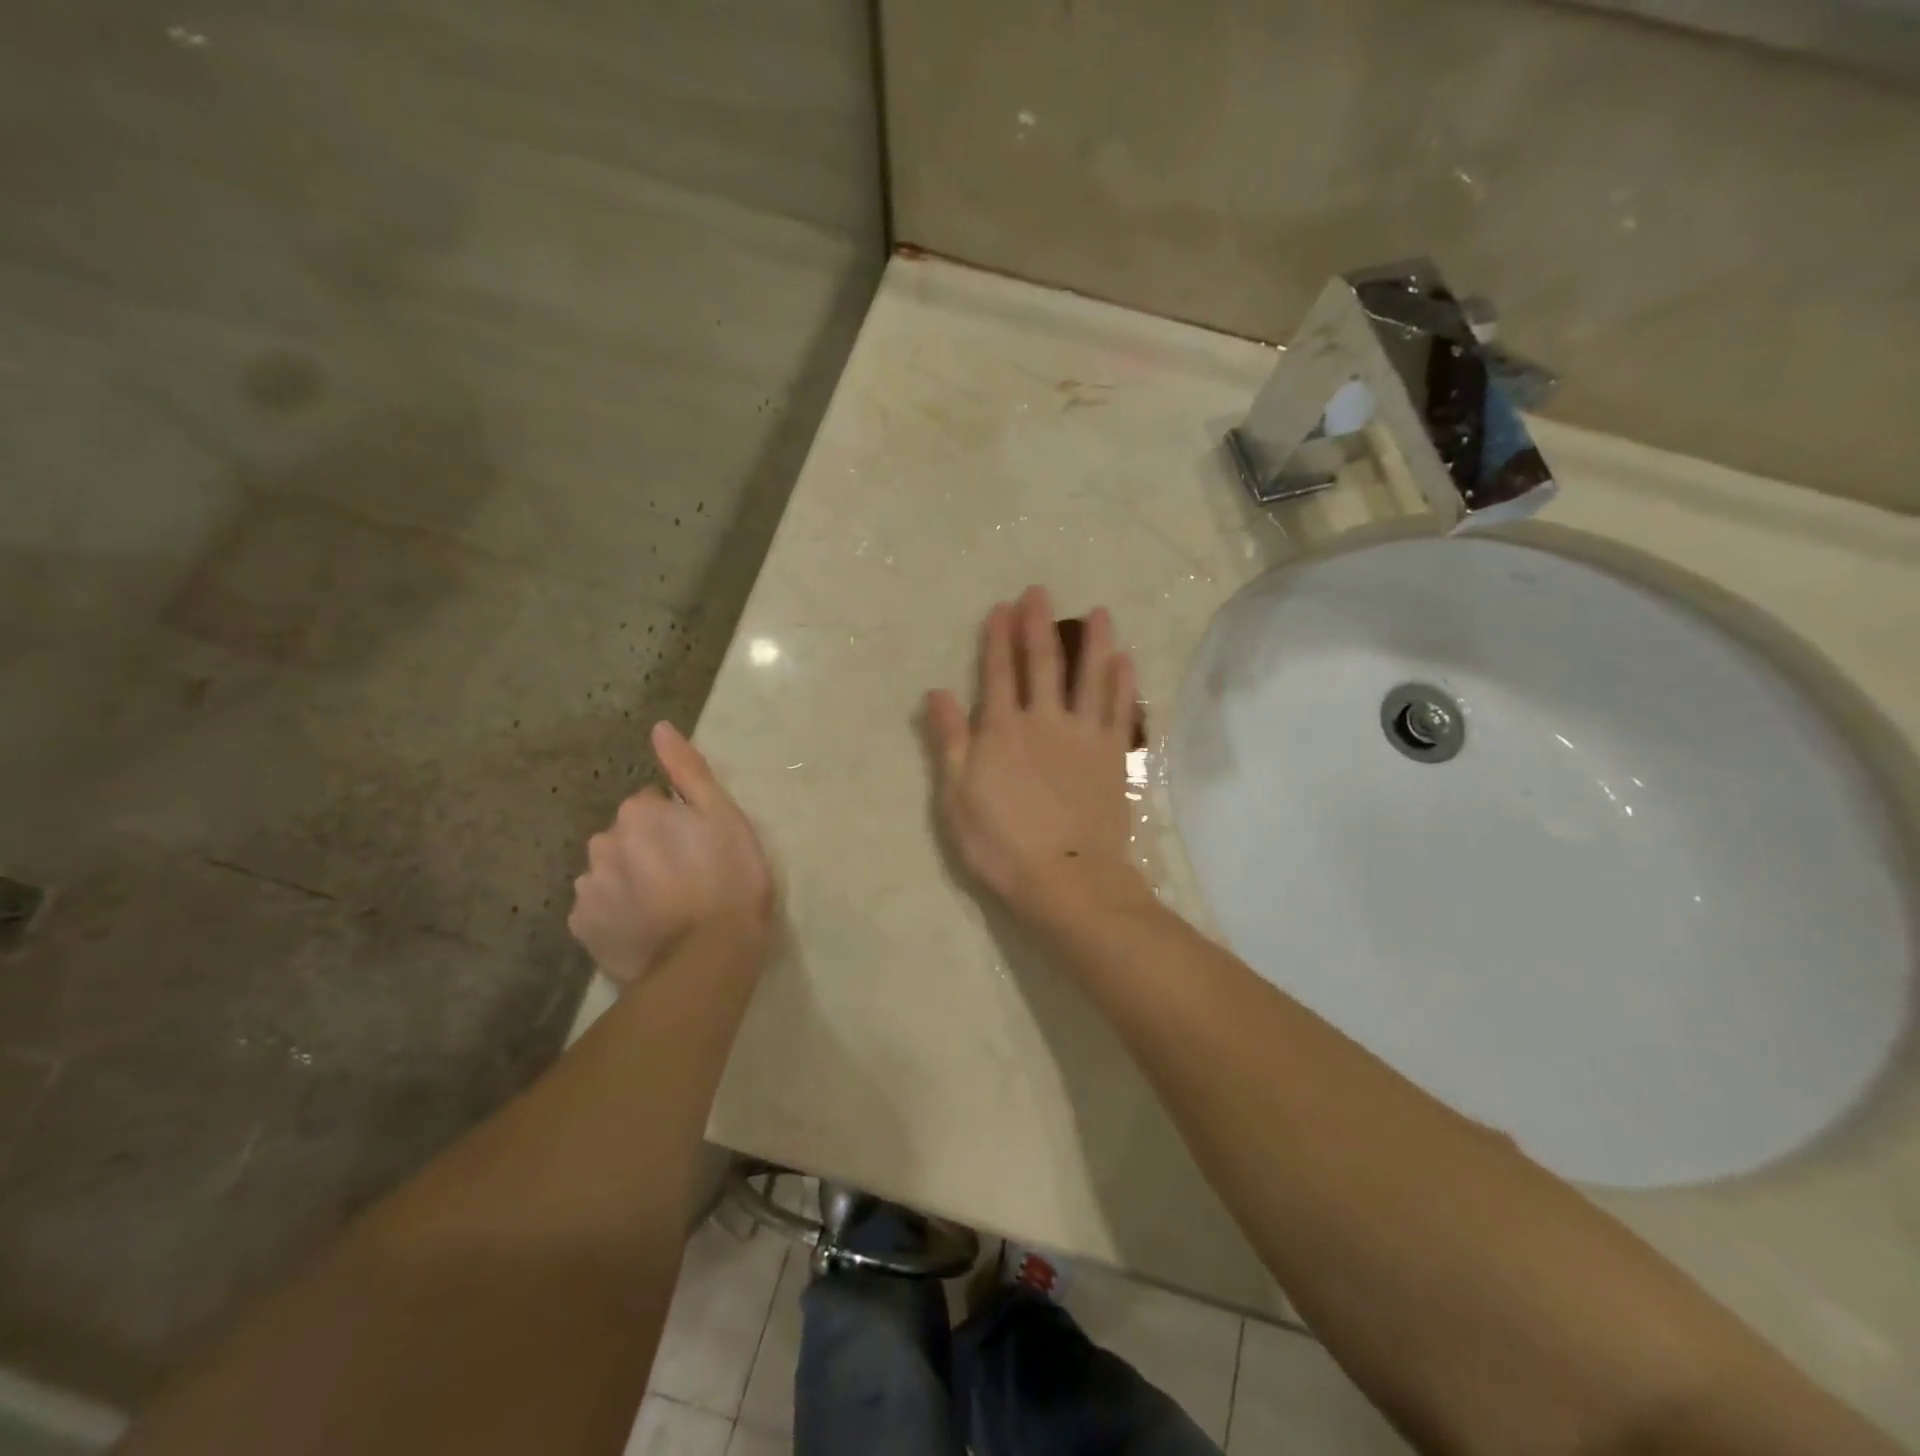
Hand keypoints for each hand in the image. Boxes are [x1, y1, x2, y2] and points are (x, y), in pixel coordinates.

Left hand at [568, 722, 775, 985]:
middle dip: (649, 848)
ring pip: (610, 871)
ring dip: (631, 879)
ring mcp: (588, 888)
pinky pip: (598, 908)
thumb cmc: (729, 880)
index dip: (678, 823)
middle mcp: (603, 842)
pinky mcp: (582, 928)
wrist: (708, 958)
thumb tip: (659, 728)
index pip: (652, 804)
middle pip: (626, 836)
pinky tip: (645, 927)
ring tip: (666, 907)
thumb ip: (689, 771)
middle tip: (687, 877)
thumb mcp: (724, 817)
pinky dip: (617, 913)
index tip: (700, 847)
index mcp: (638, 812)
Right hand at [924, 586, 1142, 919]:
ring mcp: (1083, 735)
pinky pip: (1119, 709)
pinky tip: (1125, 660)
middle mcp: (1044, 721)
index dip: (998, 639)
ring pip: (1089, 677)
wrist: (1066, 876)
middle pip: (1042, 664)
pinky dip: (1122, 682)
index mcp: (1002, 730)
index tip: (1001, 608)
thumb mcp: (958, 797)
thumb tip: (937, 693)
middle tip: (1039, 592)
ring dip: (1093, 642)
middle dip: (1038, 625)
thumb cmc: (1001, 843)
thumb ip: (951, 741)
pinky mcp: (1112, 755)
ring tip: (1099, 611)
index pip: (998, 673)